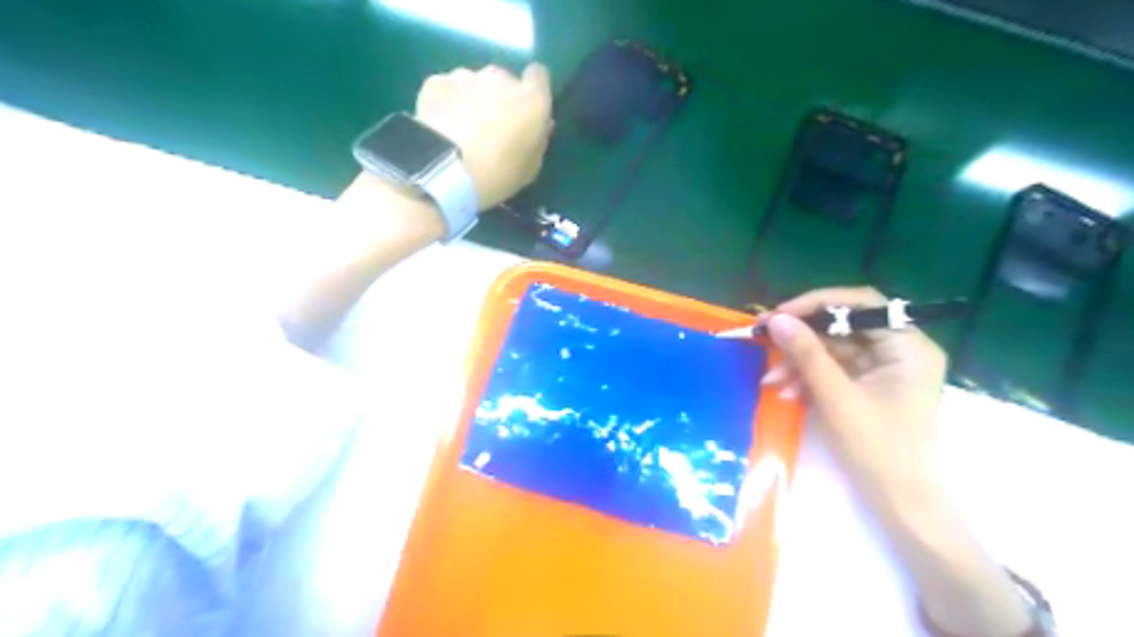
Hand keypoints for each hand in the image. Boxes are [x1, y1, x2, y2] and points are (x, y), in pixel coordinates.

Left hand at [418, 63, 557, 209]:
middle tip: (492, 128)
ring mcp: (466, 76)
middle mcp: (501, 78)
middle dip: (499, 98)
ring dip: (472, 100)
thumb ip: (537, 140)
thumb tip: (539, 125)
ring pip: (473, 83)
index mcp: (532, 99)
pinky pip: (447, 89)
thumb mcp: (531, 168)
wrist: (447, 169)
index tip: (527, 109)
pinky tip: (441, 126)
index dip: (533, 89)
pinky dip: (446, 102)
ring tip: (462, 130)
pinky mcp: (435, 82)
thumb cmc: (499, 173)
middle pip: (504, 80)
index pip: (539, 75)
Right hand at [760, 286, 949, 509]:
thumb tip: (776, 319)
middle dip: (802, 338)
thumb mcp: (837, 398)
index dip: (817, 303)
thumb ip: (807, 355)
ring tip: (772, 382)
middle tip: (763, 339)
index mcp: (908, 347)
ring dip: (800, 362)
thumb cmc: (879, 450)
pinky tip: (787, 392)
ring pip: (833, 349)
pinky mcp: (869, 385)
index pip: (862, 304)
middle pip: (844, 326)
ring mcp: (884, 369)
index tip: (779, 315)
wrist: (901, 503)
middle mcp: (900, 350)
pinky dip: (809, 378)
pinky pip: (833, 369)